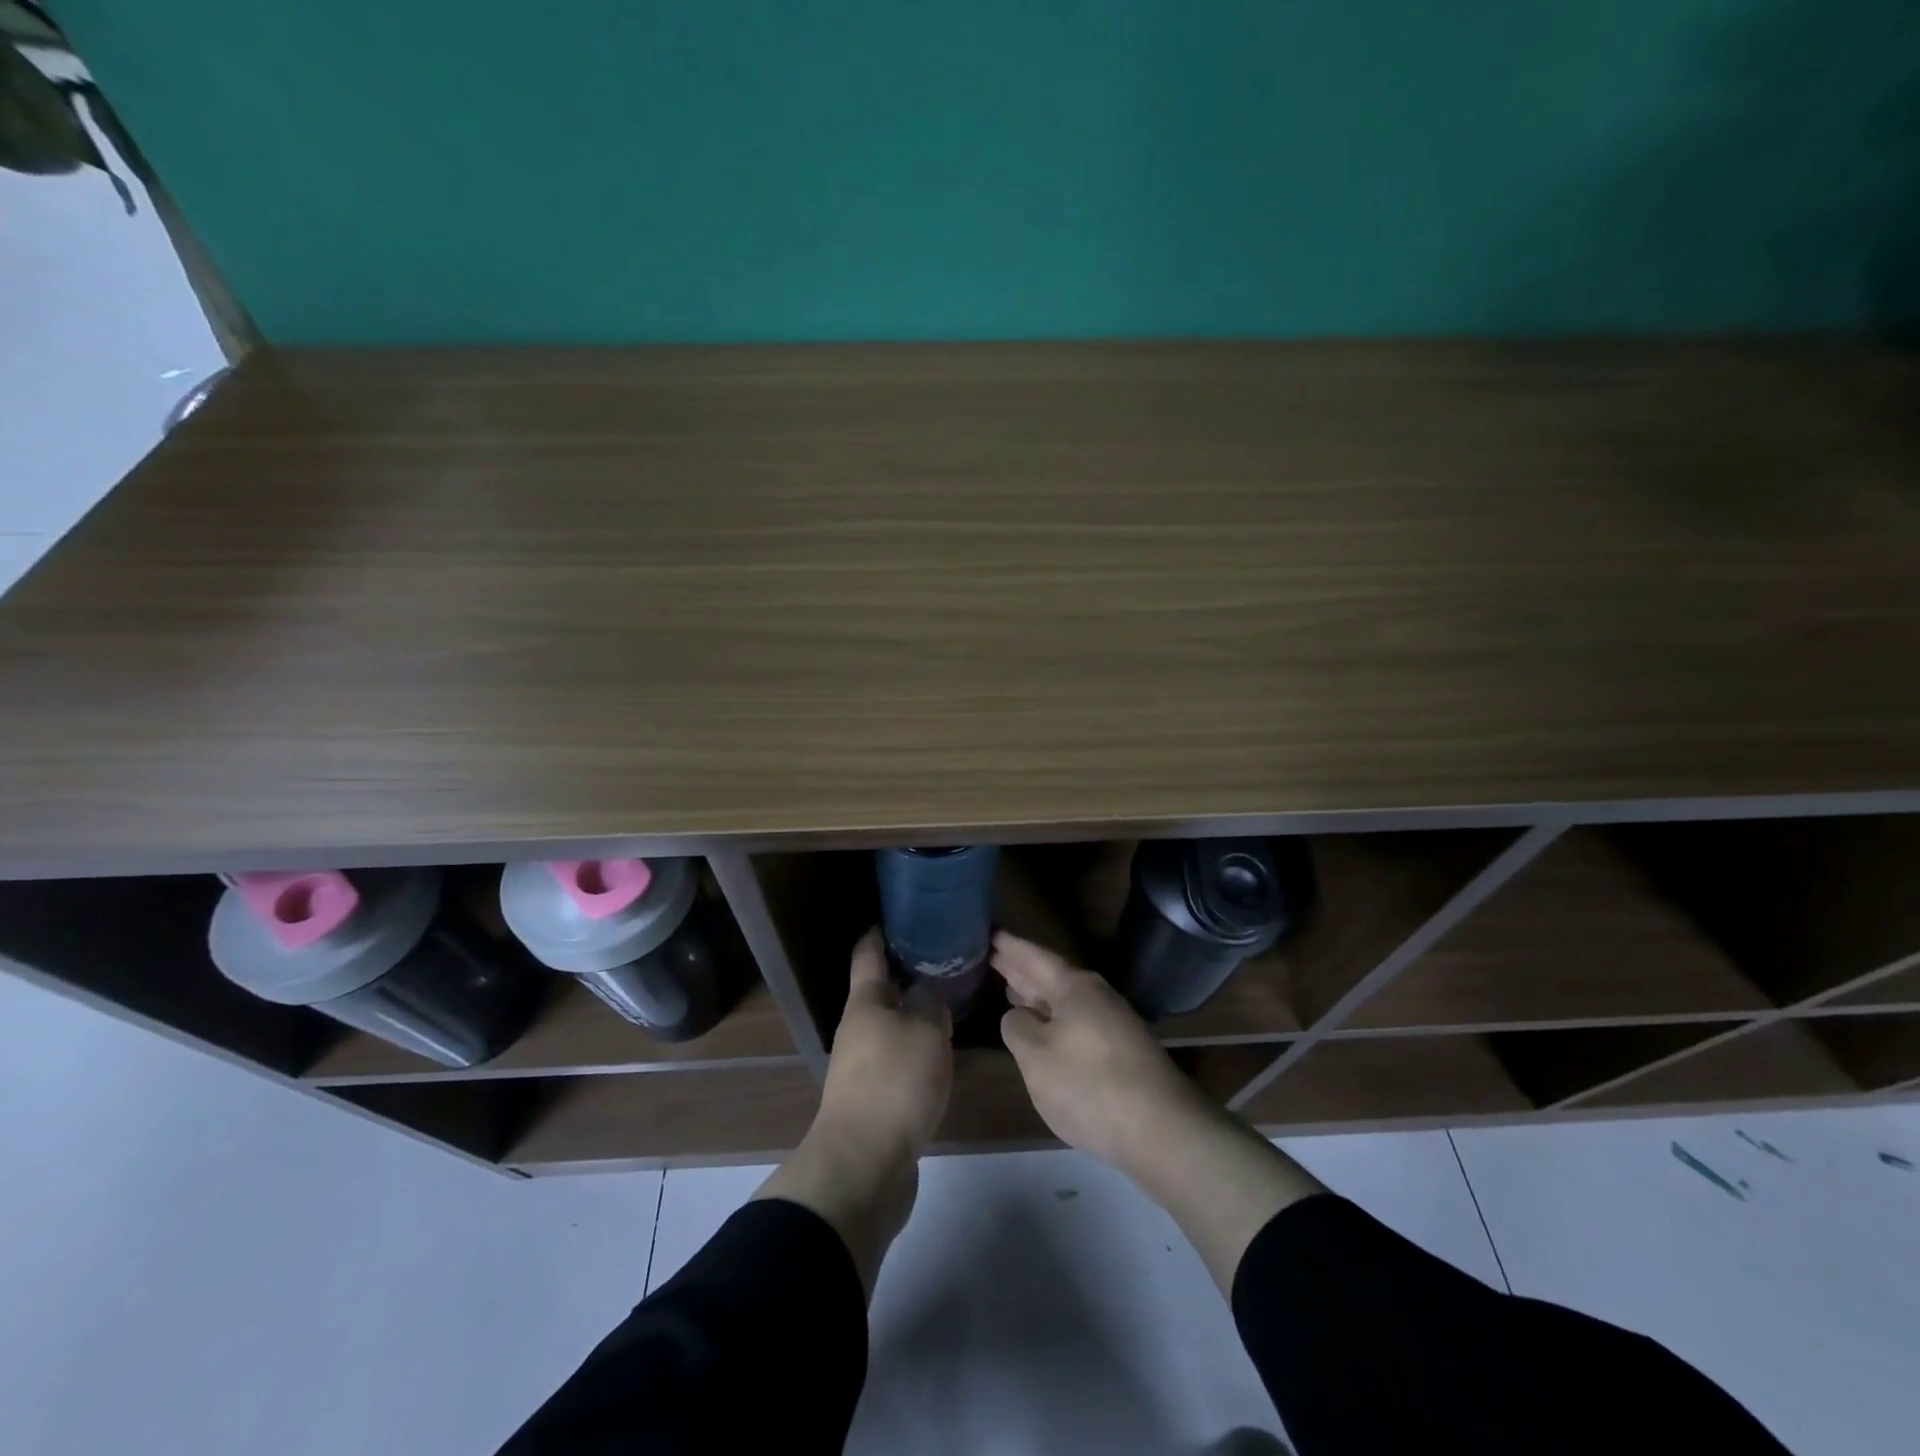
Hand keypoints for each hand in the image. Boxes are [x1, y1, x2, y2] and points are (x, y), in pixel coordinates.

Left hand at [754, 929, 951, 1296]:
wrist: (863, 1166)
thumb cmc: (894, 1084)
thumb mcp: (926, 1033)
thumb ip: (931, 1005)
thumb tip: (927, 991)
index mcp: (865, 1003)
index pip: (868, 954)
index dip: (881, 932)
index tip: (902, 916)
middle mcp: (858, 1029)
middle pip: (880, 991)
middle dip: (908, 975)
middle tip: (945, 961)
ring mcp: (862, 1066)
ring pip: (891, 1027)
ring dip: (915, 1015)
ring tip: (950, 1004)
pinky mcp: (874, 1099)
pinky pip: (897, 1060)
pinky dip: (917, 1049)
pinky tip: (941, 1053)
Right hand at [994, 930, 1215, 1175]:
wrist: (1161, 1130)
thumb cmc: (1088, 1084)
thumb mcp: (1035, 1055)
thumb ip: (1017, 1028)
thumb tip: (1019, 1015)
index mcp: (1074, 987)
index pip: (1035, 957)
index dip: (1010, 947)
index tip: (990, 933)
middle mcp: (1096, 996)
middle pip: (1051, 976)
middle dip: (1022, 968)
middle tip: (993, 955)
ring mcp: (1112, 1023)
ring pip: (1065, 1000)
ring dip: (1038, 994)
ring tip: (1011, 988)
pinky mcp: (1121, 1051)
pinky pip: (1076, 1021)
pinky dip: (1054, 1018)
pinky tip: (1044, 1029)